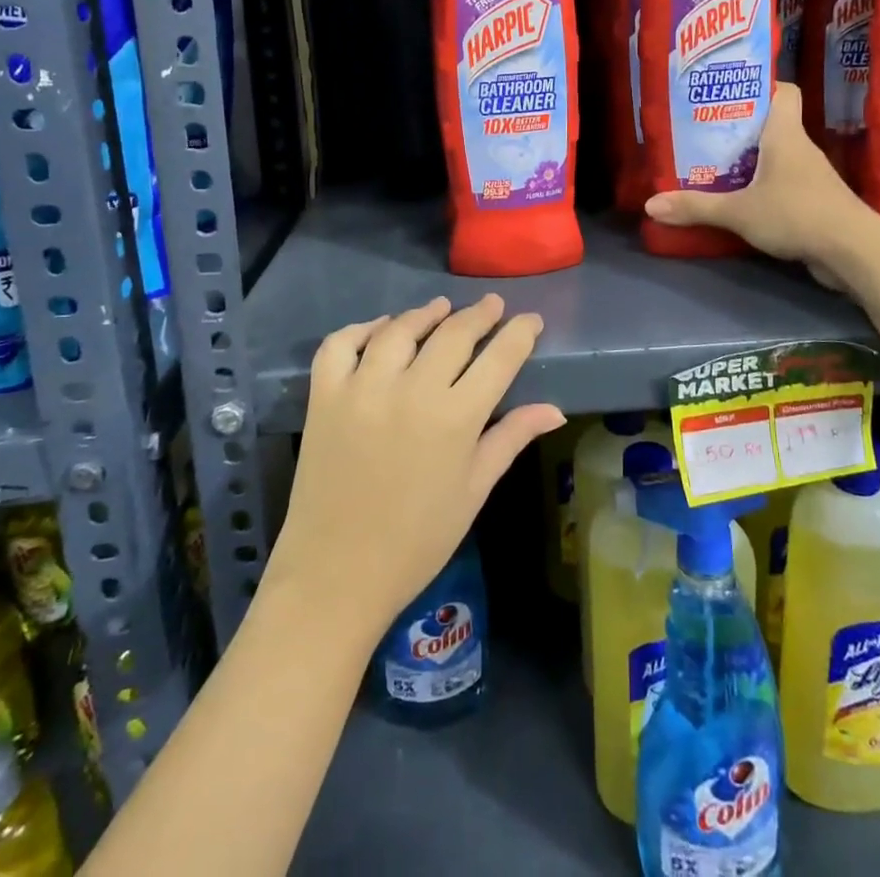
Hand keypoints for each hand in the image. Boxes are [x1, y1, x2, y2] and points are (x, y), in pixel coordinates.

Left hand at [266, 295, 562, 640]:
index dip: (519, 333)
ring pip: (399, 330)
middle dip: (480, 314)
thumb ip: (511, 439)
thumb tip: (555, 410)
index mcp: (456, 418)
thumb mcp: (474, 490)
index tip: (530, 319)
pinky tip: (380, 329)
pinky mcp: (324, 396)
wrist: (337, 575)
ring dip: (425, 314)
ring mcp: (363, 389)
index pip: (499, 358)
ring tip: (441, 308)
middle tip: (492, 304)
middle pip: (453, 333)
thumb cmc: (418, 541)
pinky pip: (340, 344)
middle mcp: (412, 390)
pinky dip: (361, 329)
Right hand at [645, 83, 865, 285]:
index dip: (760, 86)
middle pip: (771, 124)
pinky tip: (741, 199)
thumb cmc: (797, 214)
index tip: (729, 92)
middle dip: (740, 128)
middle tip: (704, 133)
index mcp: (785, 134)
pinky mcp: (815, 201)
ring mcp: (811, 176)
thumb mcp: (738, 211)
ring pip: (777, 156)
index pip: (784, 91)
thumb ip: (696, 207)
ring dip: (750, 160)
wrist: (853, 251)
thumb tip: (650, 205)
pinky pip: (783, 183)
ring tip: (714, 165)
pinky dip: (763, 186)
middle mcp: (801, 148)